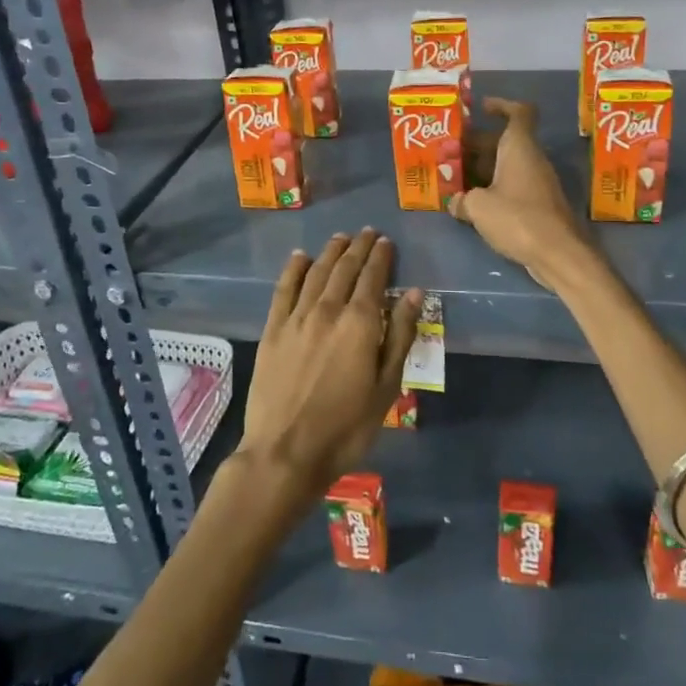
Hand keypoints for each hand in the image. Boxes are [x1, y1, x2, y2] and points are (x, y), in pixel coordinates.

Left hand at [236, 229, 422, 506]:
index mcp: (359, 323)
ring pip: (316, 272)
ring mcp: (296, 318)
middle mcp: (327, 310)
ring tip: (341, 238)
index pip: (373, 277)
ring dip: (330, 252)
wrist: (285, 452)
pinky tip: (300, 257)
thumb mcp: (386, 387)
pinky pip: (284, 289)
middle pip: (344, 268)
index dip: (381, 257)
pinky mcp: (272, 330)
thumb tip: (413, 293)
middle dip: (358, 248)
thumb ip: (399, 336)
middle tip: (367, 233)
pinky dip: (293, 269)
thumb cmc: (346, 427)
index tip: (386, 242)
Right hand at [449, 97, 592, 291]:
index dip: (501, 105)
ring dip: (482, 168)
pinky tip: (472, 204)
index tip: (480, 109)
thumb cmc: (518, 218)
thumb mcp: (478, 207)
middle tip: (450, 152)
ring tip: (454, 178)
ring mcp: (537, 183)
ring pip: (507, 165)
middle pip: (504, 141)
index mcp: (519, 148)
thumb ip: (462, 199)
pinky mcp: (538, 205)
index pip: (519, 112)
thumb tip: (456, 201)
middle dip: (476, 144)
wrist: (558, 253)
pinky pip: (512, 186)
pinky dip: (493, 188)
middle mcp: (531, 160)